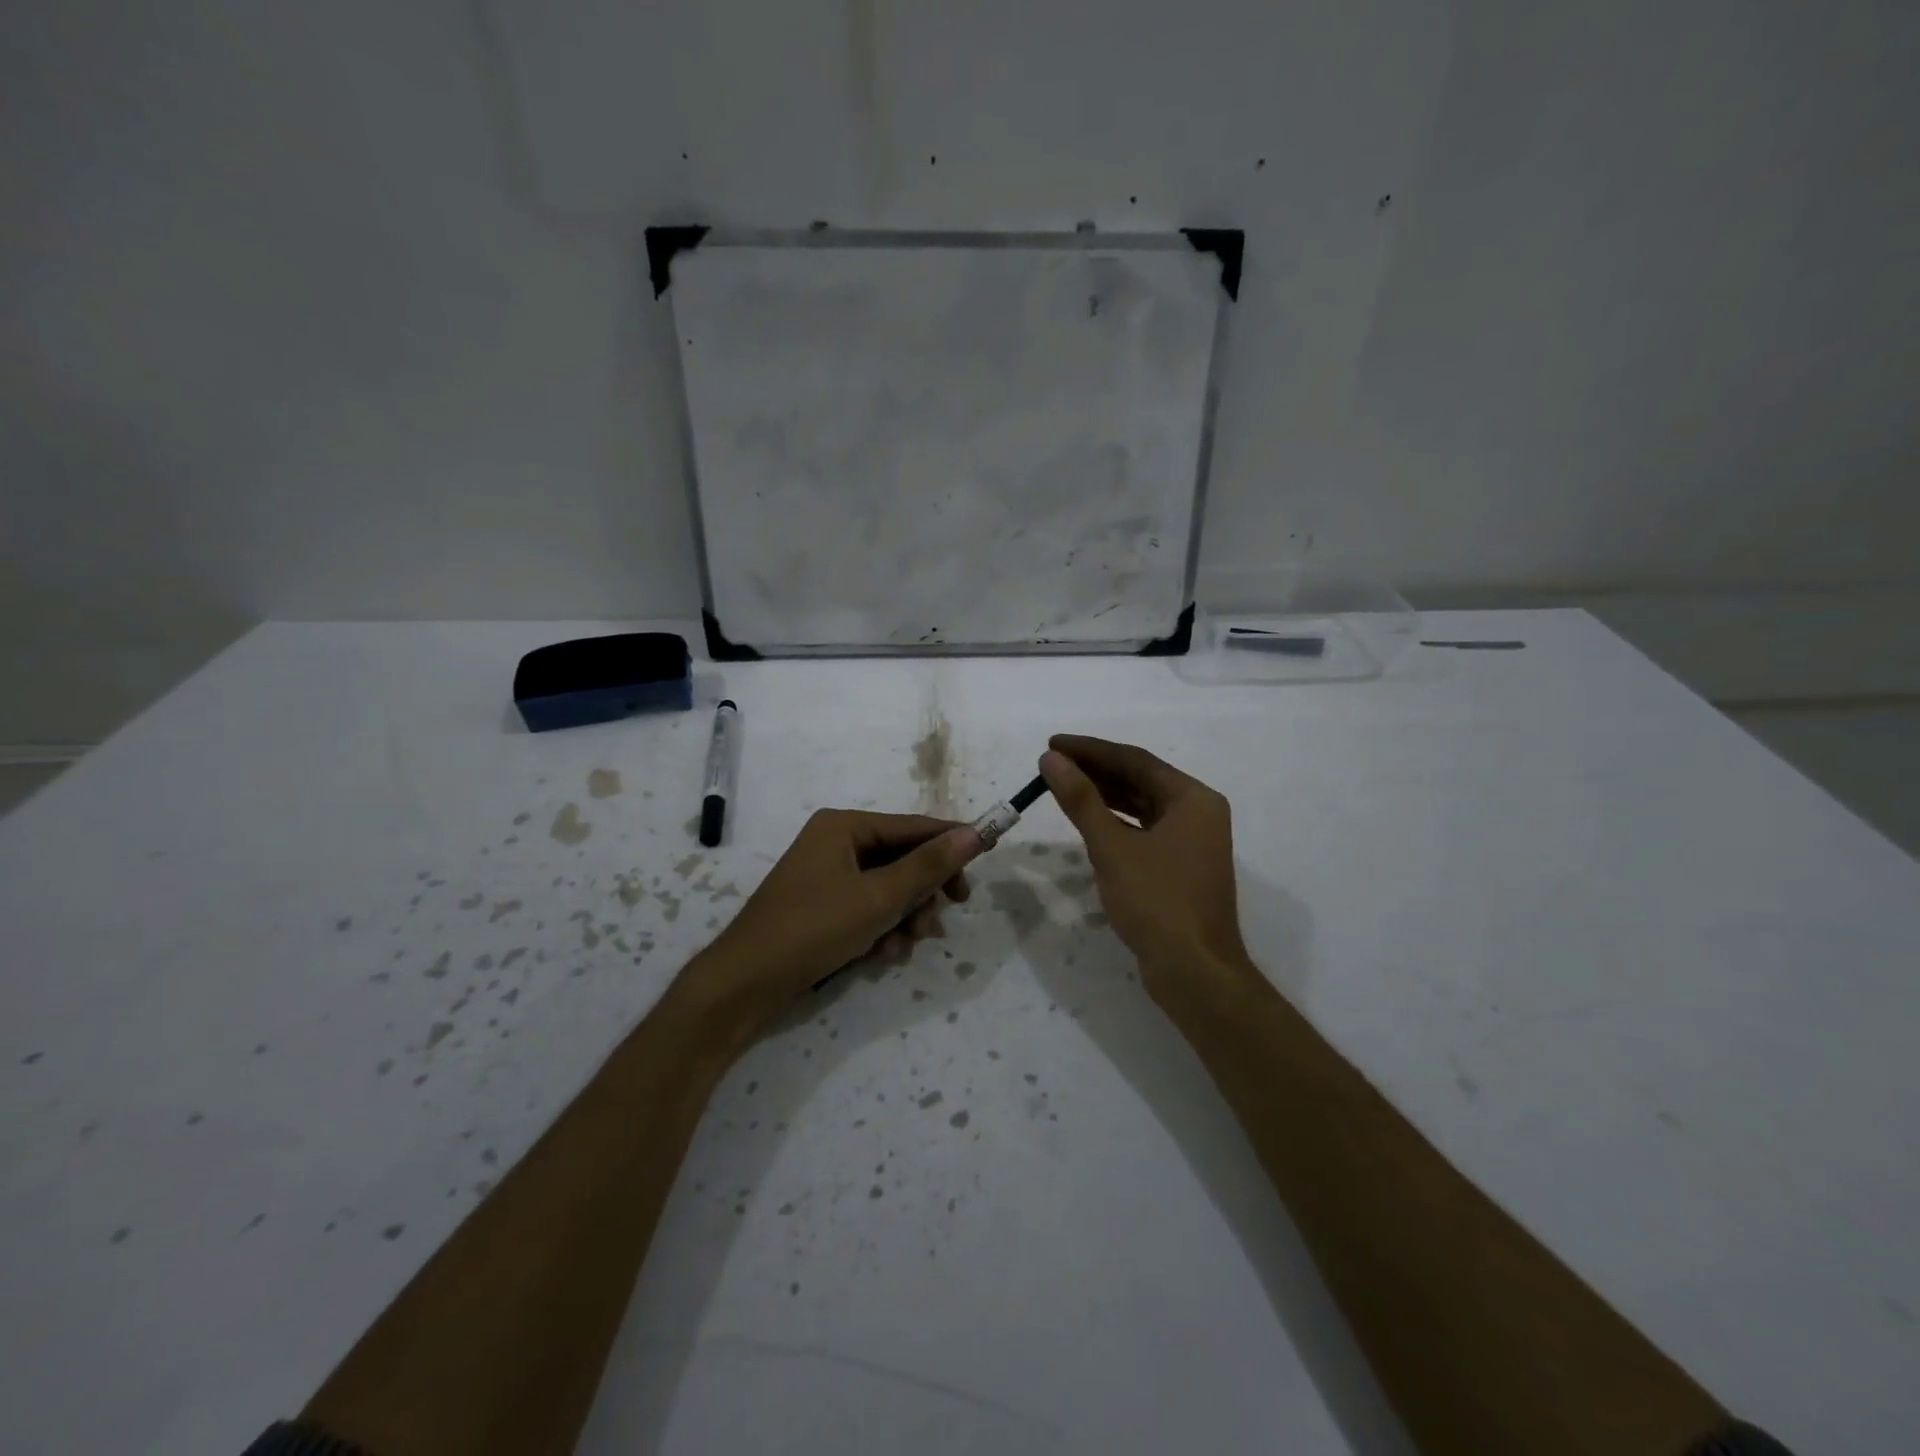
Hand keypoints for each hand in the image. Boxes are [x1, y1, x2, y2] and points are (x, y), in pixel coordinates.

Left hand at [693, 810, 983, 1031]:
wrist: (745, 984)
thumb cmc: (814, 929)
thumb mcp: (879, 898)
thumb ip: (928, 865)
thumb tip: (973, 832)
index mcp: (844, 826)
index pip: (912, 826)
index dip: (952, 839)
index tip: (990, 850)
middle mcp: (835, 842)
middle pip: (901, 858)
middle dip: (923, 891)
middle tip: (949, 912)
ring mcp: (827, 875)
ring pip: (888, 888)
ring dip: (905, 916)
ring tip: (906, 945)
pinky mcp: (823, 906)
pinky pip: (868, 907)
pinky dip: (882, 928)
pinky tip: (884, 955)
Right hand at [1039, 735, 1254, 1004]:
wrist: (1194, 972)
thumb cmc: (1156, 902)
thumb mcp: (1112, 847)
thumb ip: (1081, 799)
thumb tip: (1051, 760)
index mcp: (1193, 799)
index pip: (1135, 760)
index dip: (1091, 750)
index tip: (1052, 744)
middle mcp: (1198, 812)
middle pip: (1140, 779)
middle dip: (1095, 770)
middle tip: (1052, 763)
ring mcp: (1192, 841)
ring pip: (1141, 805)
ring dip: (1104, 795)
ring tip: (1063, 785)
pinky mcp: (1181, 866)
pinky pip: (1144, 829)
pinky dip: (1116, 822)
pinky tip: (1089, 819)